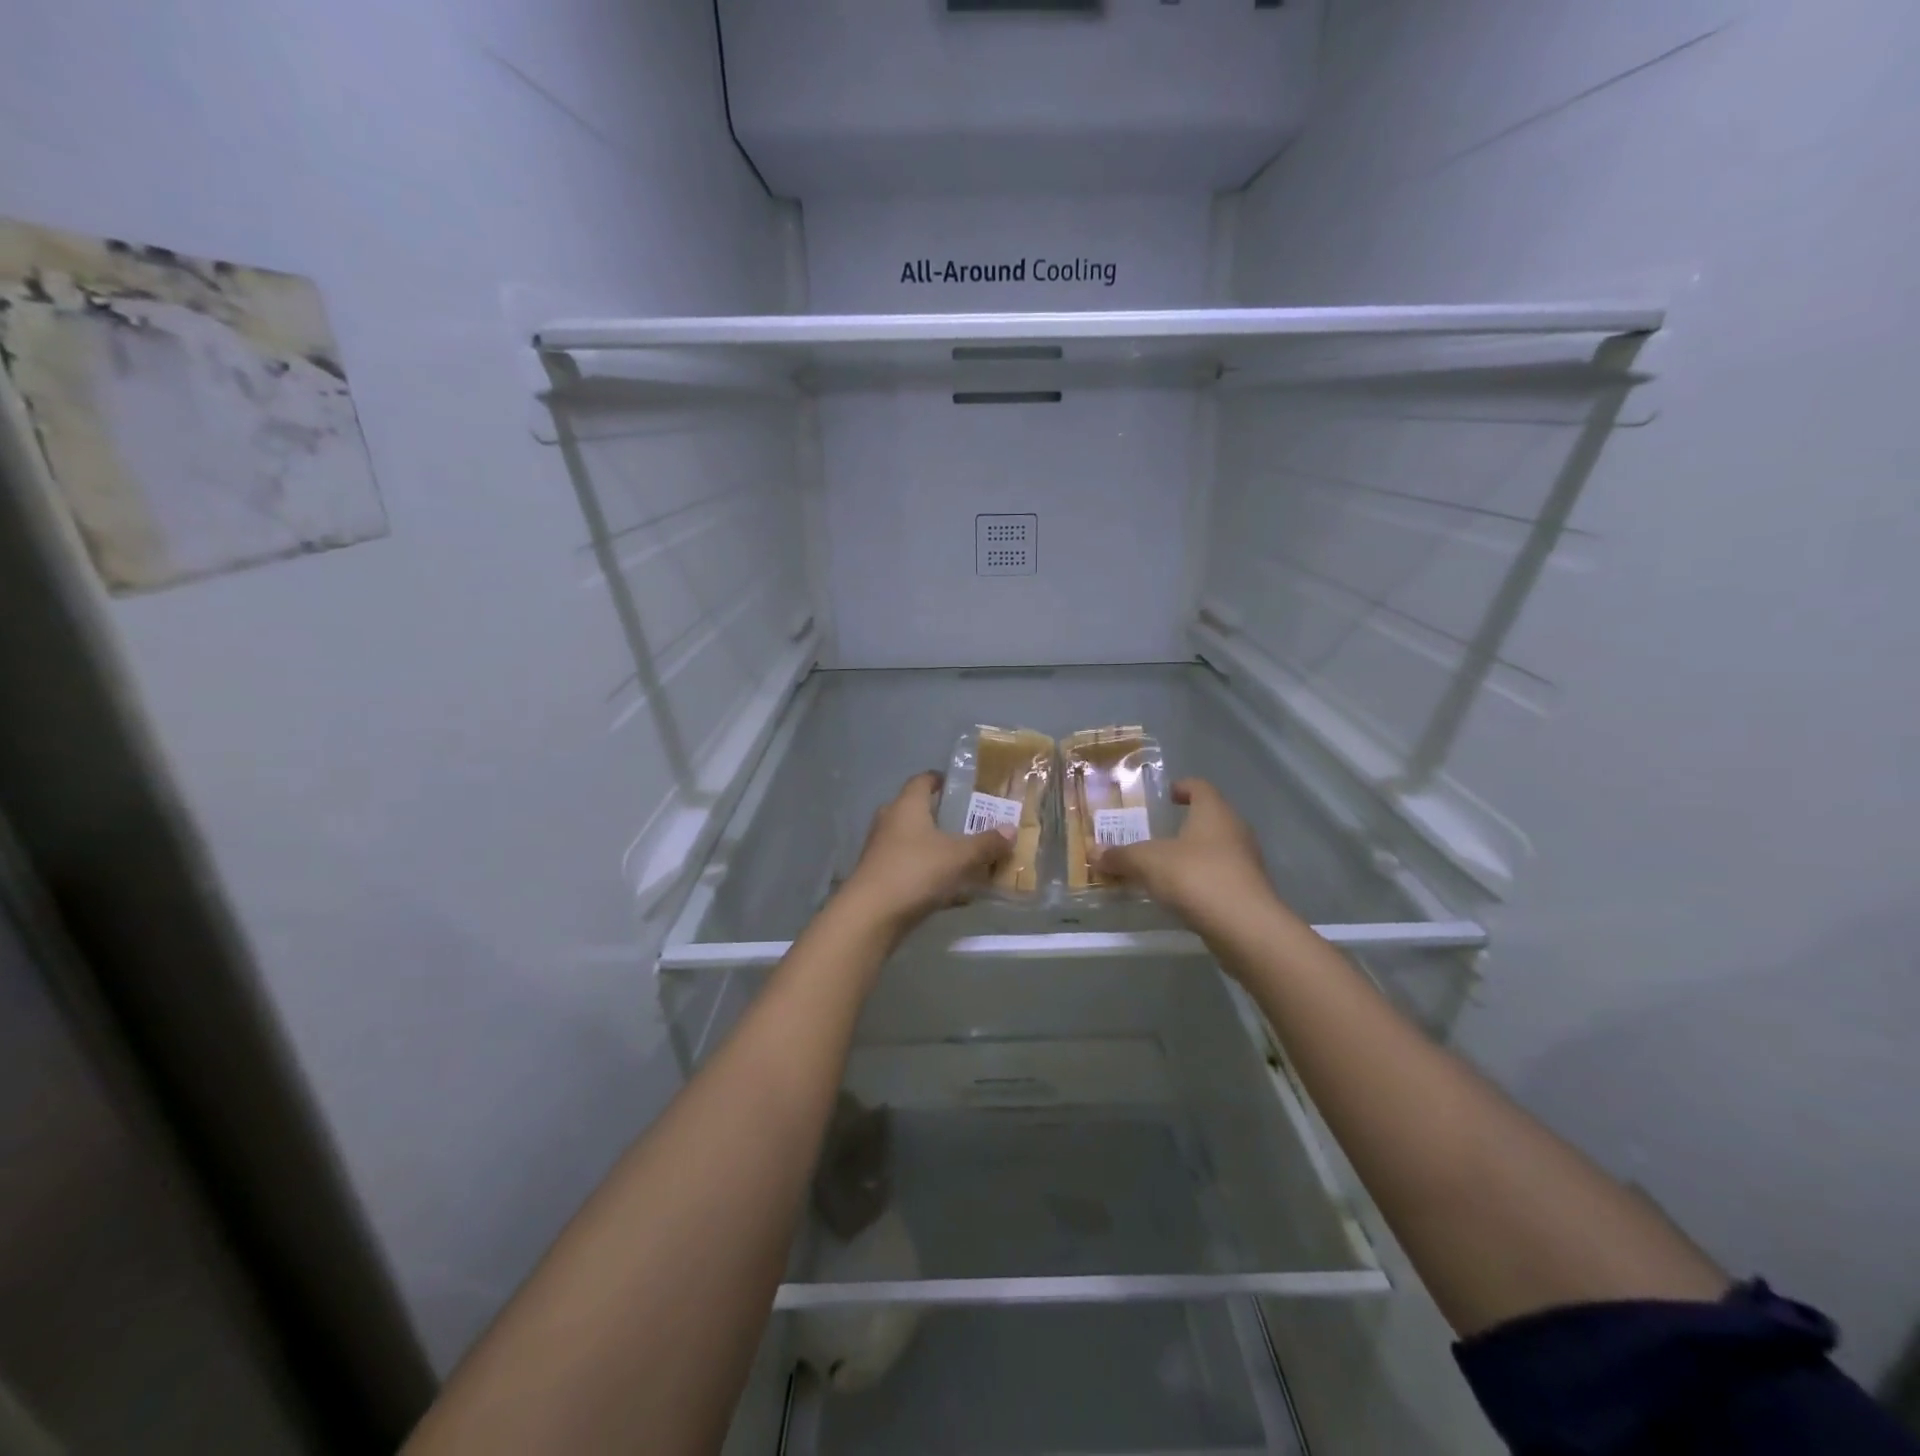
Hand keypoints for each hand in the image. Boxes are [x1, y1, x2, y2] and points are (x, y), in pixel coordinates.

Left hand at [840, 773, 1012, 930]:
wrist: (871, 915)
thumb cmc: (916, 871)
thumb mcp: (959, 856)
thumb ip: (986, 843)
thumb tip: (1011, 830)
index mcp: (907, 805)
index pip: (923, 780)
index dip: (942, 780)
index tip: (965, 788)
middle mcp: (890, 821)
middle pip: (920, 811)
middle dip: (945, 817)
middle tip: (973, 824)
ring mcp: (882, 850)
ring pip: (916, 842)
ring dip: (938, 848)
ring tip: (968, 857)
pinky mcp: (880, 876)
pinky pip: (912, 867)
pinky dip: (931, 873)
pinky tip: (954, 891)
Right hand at [1092, 779, 1276, 924]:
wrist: (1245, 927)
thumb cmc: (1196, 877)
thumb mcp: (1148, 863)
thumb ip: (1120, 856)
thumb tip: (1092, 852)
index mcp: (1214, 812)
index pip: (1200, 787)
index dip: (1181, 787)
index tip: (1164, 795)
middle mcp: (1234, 831)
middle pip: (1208, 818)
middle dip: (1181, 824)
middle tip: (1153, 833)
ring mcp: (1245, 862)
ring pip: (1213, 850)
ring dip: (1189, 855)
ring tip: (1160, 867)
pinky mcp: (1247, 892)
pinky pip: (1218, 877)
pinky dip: (1198, 880)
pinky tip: (1178, 895)